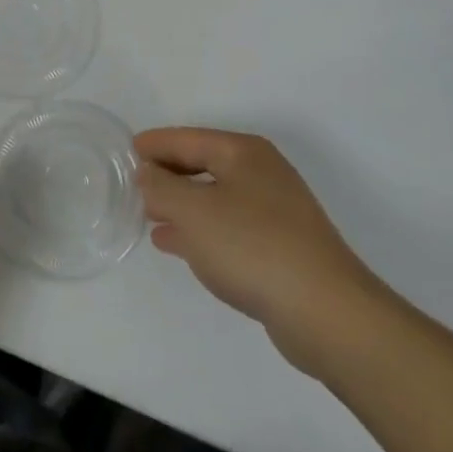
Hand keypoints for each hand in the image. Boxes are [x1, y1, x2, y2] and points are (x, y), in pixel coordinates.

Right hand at [135, 128, 387, 373]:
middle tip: (133, 184)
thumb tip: (147, 173)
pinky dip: (200, 230)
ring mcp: (275, 212)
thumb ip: (161, 188)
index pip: (188, 139)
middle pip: (203, 164)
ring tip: (148, 215)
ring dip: (181, 204)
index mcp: (243, 153)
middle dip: (168, 174)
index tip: (126, 151)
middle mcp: (261, 173)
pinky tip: (177, 244)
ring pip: (214, 198)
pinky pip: (227, 227)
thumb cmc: (253, 247)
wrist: (326, 312)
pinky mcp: (280, 247)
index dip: (155, 144)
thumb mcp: (194, 211)